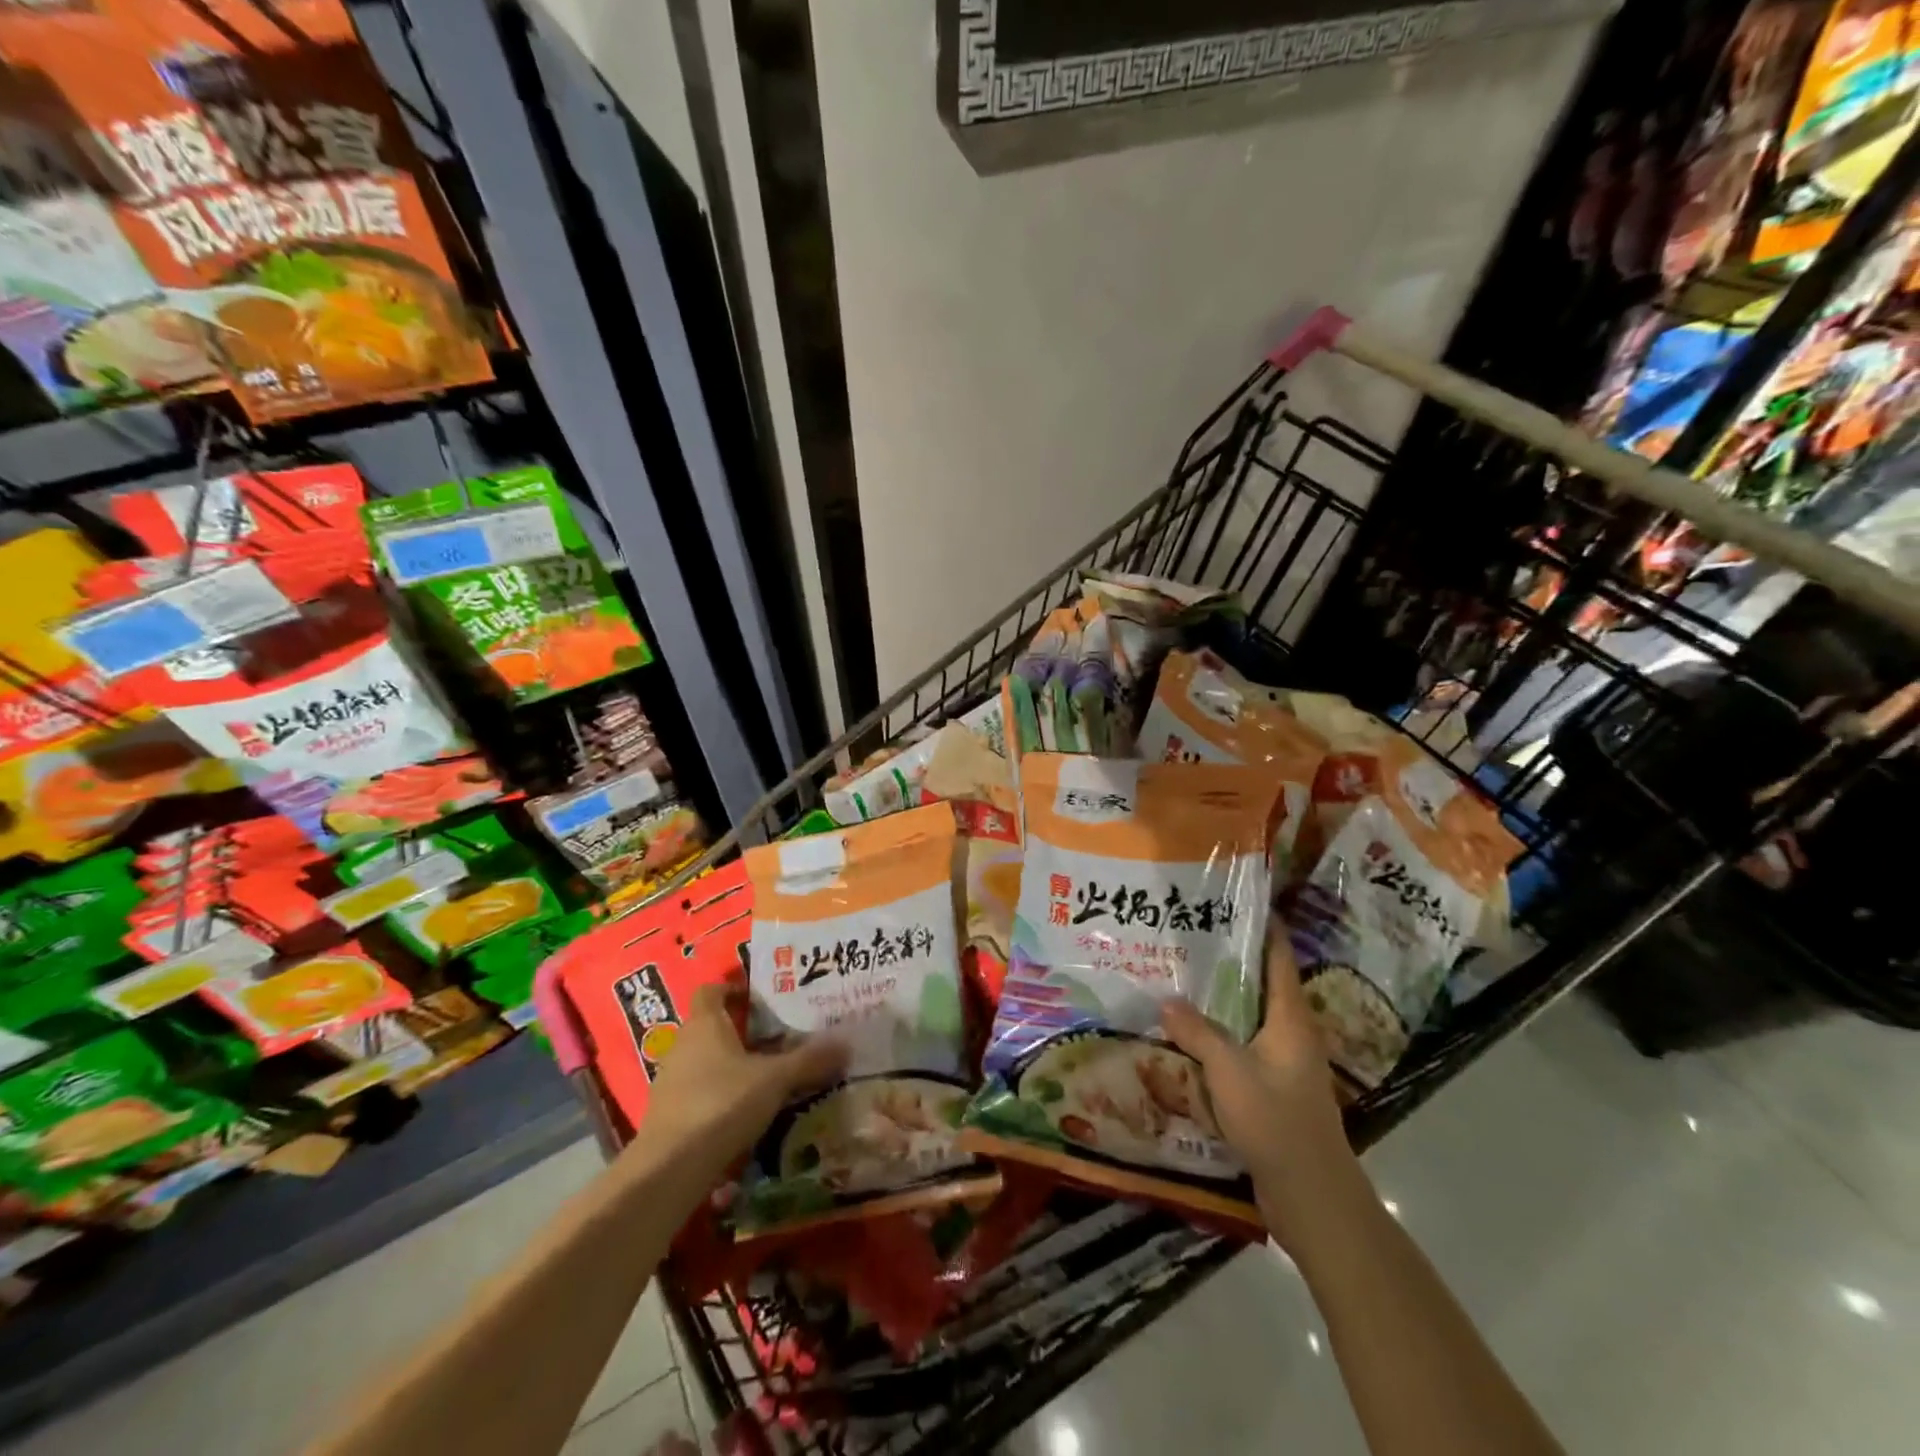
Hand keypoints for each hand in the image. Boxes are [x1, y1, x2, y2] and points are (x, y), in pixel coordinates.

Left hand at [636, 984, 846, 1176]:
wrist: (669, 1168)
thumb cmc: (722, 1103)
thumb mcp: (775, 1080)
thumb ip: (810, 1060)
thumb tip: (847, 1043)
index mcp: (705, 1024)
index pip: (711, 991)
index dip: (733, 989)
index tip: (761, 998)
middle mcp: (683, 1045)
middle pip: (711, 1026)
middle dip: (742, 1031)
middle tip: (778, 1038)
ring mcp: (671, 1081)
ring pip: (705, 1061)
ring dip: (731, 1065)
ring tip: (767, 1076)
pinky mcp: (669, 1115)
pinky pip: (699, 1091)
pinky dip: (720, 1095)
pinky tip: (745, 1112)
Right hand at [1162, 914, 1361, 1247]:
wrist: (1311, 1196)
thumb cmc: (1276, 1121)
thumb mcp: (1229, 1071)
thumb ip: (1197, 1033)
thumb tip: (1166, 1000)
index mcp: (1290, 1019)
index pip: (1279, 958)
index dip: (1264, 927)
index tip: (1237, 900)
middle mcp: (1291, 1033)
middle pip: (1262, 984)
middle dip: (1231, 959)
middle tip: (1190, 935)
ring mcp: (1283, 1062)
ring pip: (1249, 1016)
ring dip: (1221, 998)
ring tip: (1181, 976)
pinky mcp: (1272, 1088)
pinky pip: (1242, 1045)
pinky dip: (1218, 1032)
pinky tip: (1188, 1032)